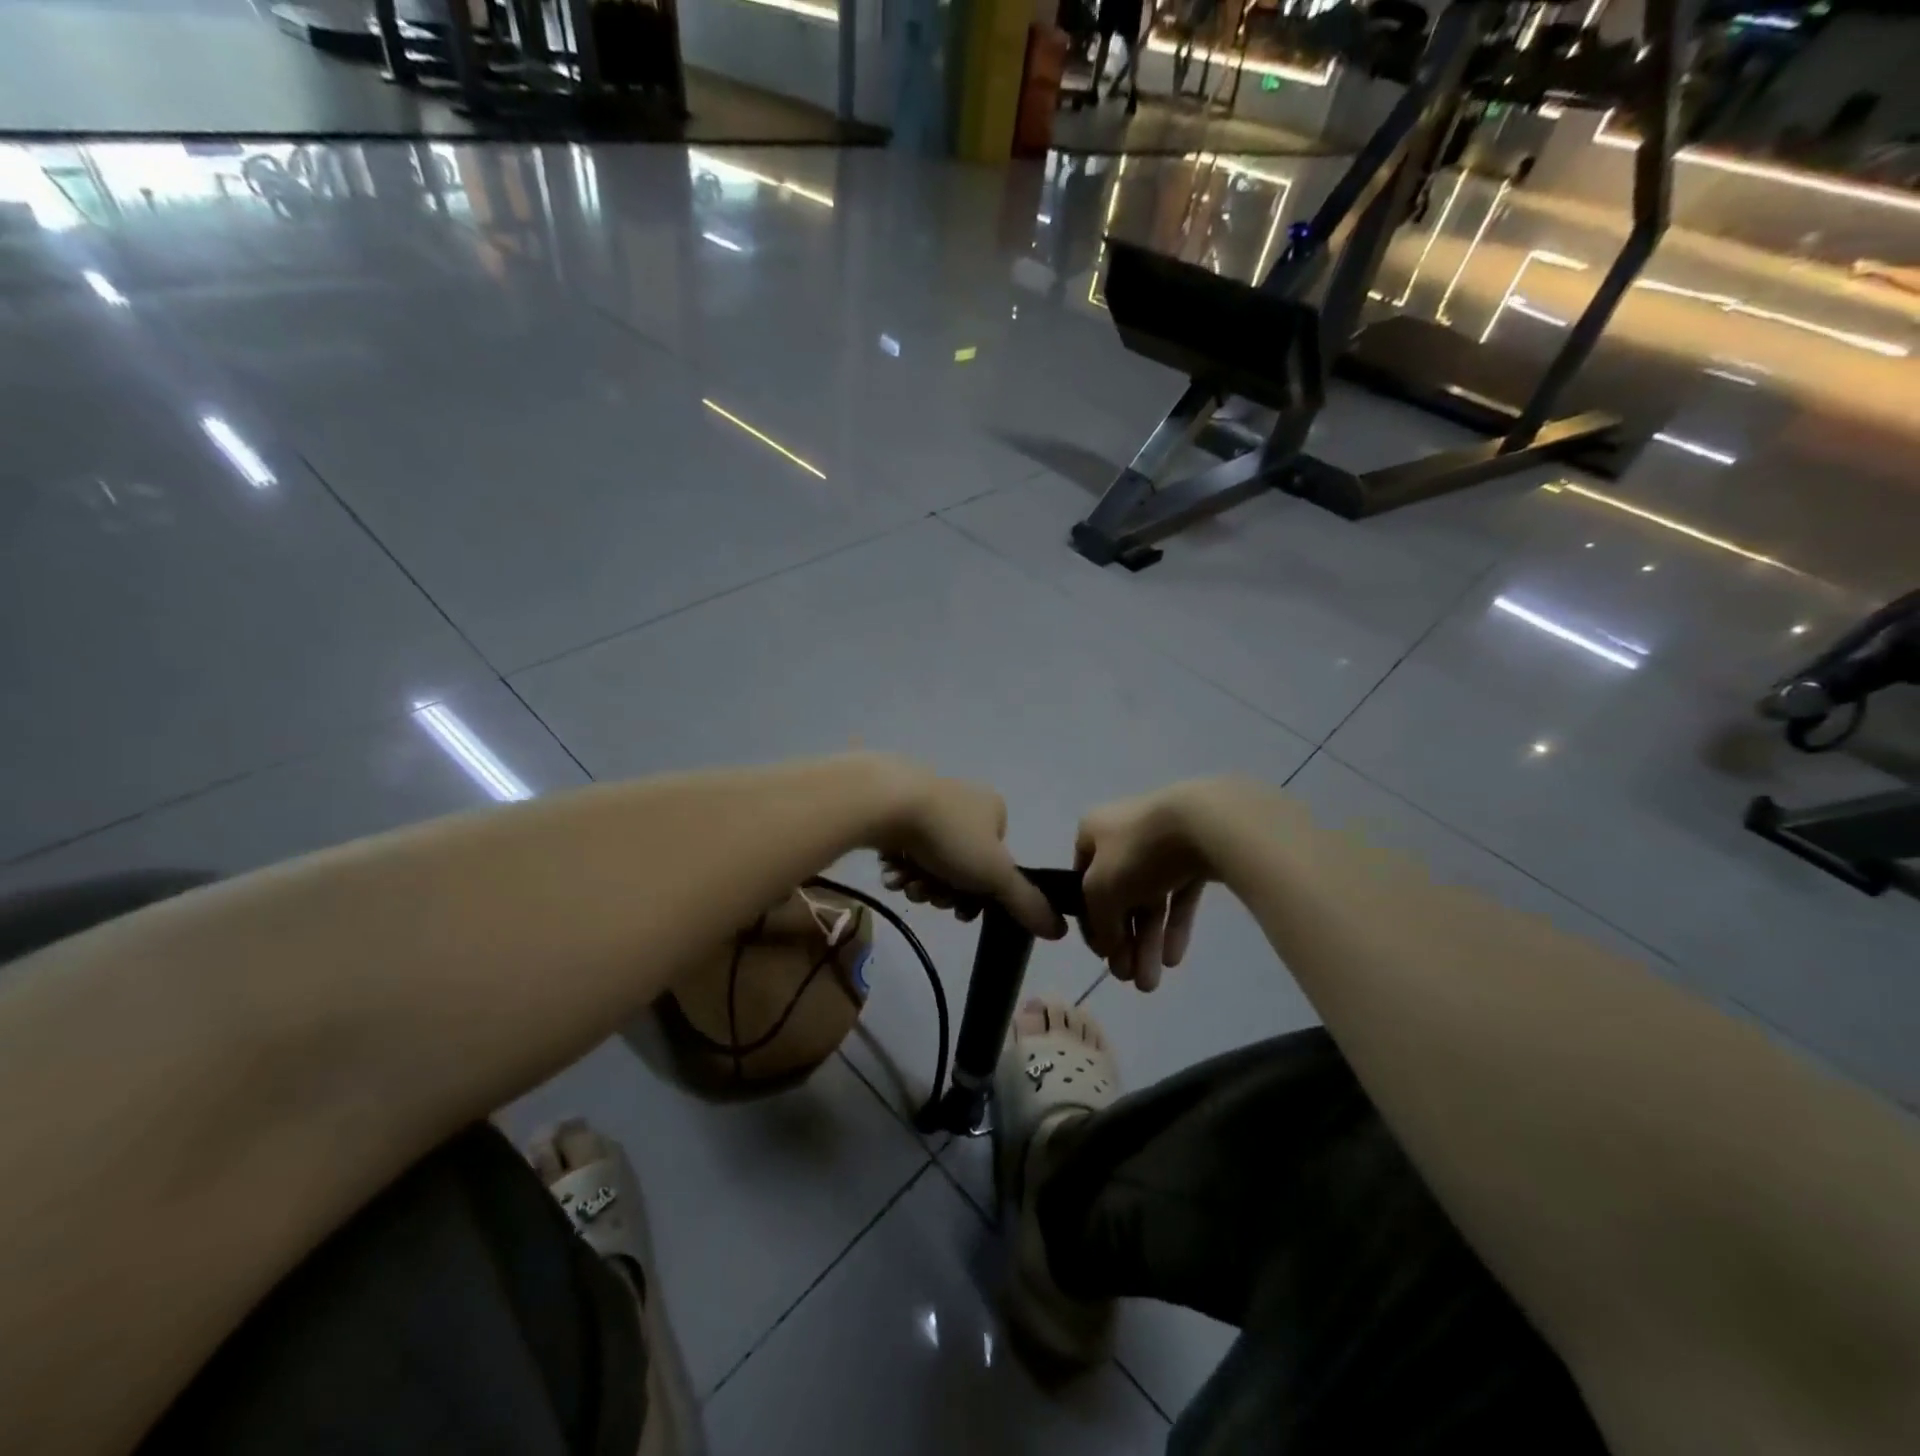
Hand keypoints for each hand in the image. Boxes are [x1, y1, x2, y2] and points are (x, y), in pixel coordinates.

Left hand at [871, 763, 1064, 940]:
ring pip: (930, 861)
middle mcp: (964, 802)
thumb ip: (1026, 903)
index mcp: (993, 810)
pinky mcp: (894, 807)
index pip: (996, 865)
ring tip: (904, 883)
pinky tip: (889, 872)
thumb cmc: (948, 836)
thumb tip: (1060, 931)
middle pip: (960, 867)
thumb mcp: (995, 875)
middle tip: (926, 894)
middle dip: (943, 890)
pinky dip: (899, 866)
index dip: (979, 895)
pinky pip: (904, 846)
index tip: (960, 911)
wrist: (885, 801)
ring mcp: (928, 802)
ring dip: (919, 882)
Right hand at [1075, 783, 1226, 990]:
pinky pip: (1179, 894)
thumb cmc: (1138, 852)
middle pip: (1120, 896)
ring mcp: (1162, 842)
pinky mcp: (1195, 853)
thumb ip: (1099, 922)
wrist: (1203, 823)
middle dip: (1124, 941)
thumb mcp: (1100, 890)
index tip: (1102, 956)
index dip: (1090, 921)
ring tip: (1151, 983)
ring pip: (1150, 899)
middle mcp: (1123, 834)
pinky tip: (1173, 959)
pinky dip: (1175, 925)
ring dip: (1148, 942)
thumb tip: (1108, 947)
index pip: (1082, 882)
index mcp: (1093, 831)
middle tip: (1128, 979)